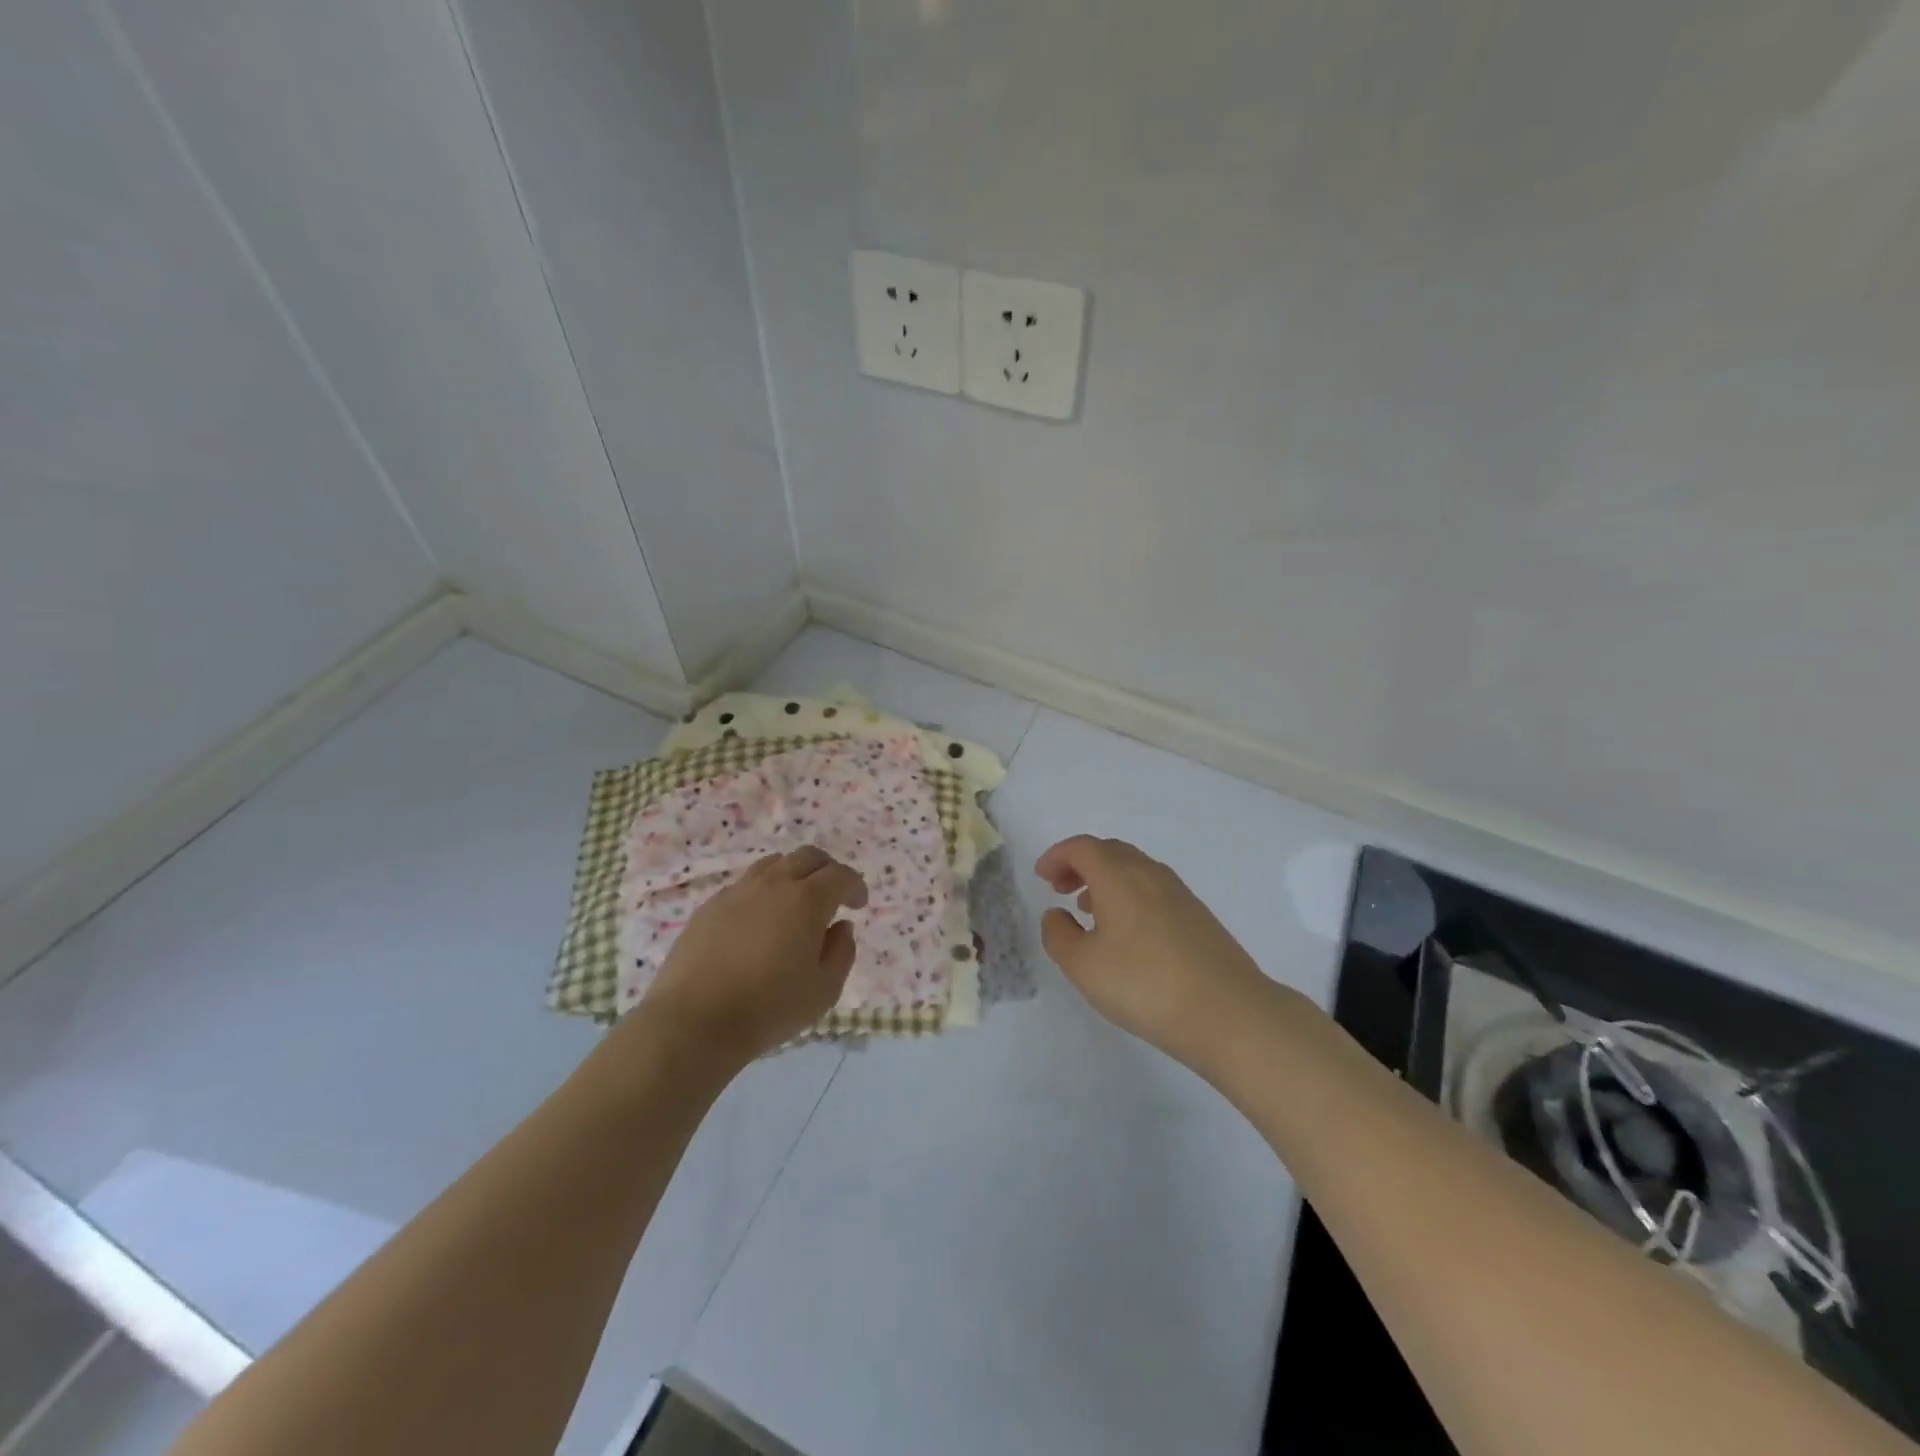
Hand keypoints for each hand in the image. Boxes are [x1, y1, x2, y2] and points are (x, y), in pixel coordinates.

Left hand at [639, 846, 867, 1064]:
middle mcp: (774, 884)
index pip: (840, 875)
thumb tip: (840, 927)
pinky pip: (745, 884)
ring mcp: (737, 891)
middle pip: (808, 857)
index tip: (859, 904)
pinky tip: (759, 921)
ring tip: (795, 902)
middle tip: (833, 895)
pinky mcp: (710, 906)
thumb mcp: (824, 991)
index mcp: (807, 900)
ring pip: (774, 863)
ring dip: (793, 874)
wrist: (693, 1022)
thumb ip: (841, 953)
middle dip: (827, 870)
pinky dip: (763, 891)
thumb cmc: (768, 1009)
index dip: (855, 886)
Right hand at [1035, 835, 1266, 1063]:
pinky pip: (1153, 888)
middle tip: (1061, 888)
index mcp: (1118, 876)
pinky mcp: (1197, 915)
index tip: (1042, 877)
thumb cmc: (1144, 984)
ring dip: (1106, 879)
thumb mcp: (1082, 966)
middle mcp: (1149, 873)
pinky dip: (1130, 894)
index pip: (1082, 848)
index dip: (1057, 856)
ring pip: (1134, 869)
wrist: (1227, 1012)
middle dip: (1080, 864)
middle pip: (1110, 851)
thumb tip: (1056, 914)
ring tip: (1089, 909)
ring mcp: (1179, 893)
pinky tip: (1127, 931)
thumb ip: (1058, 935)